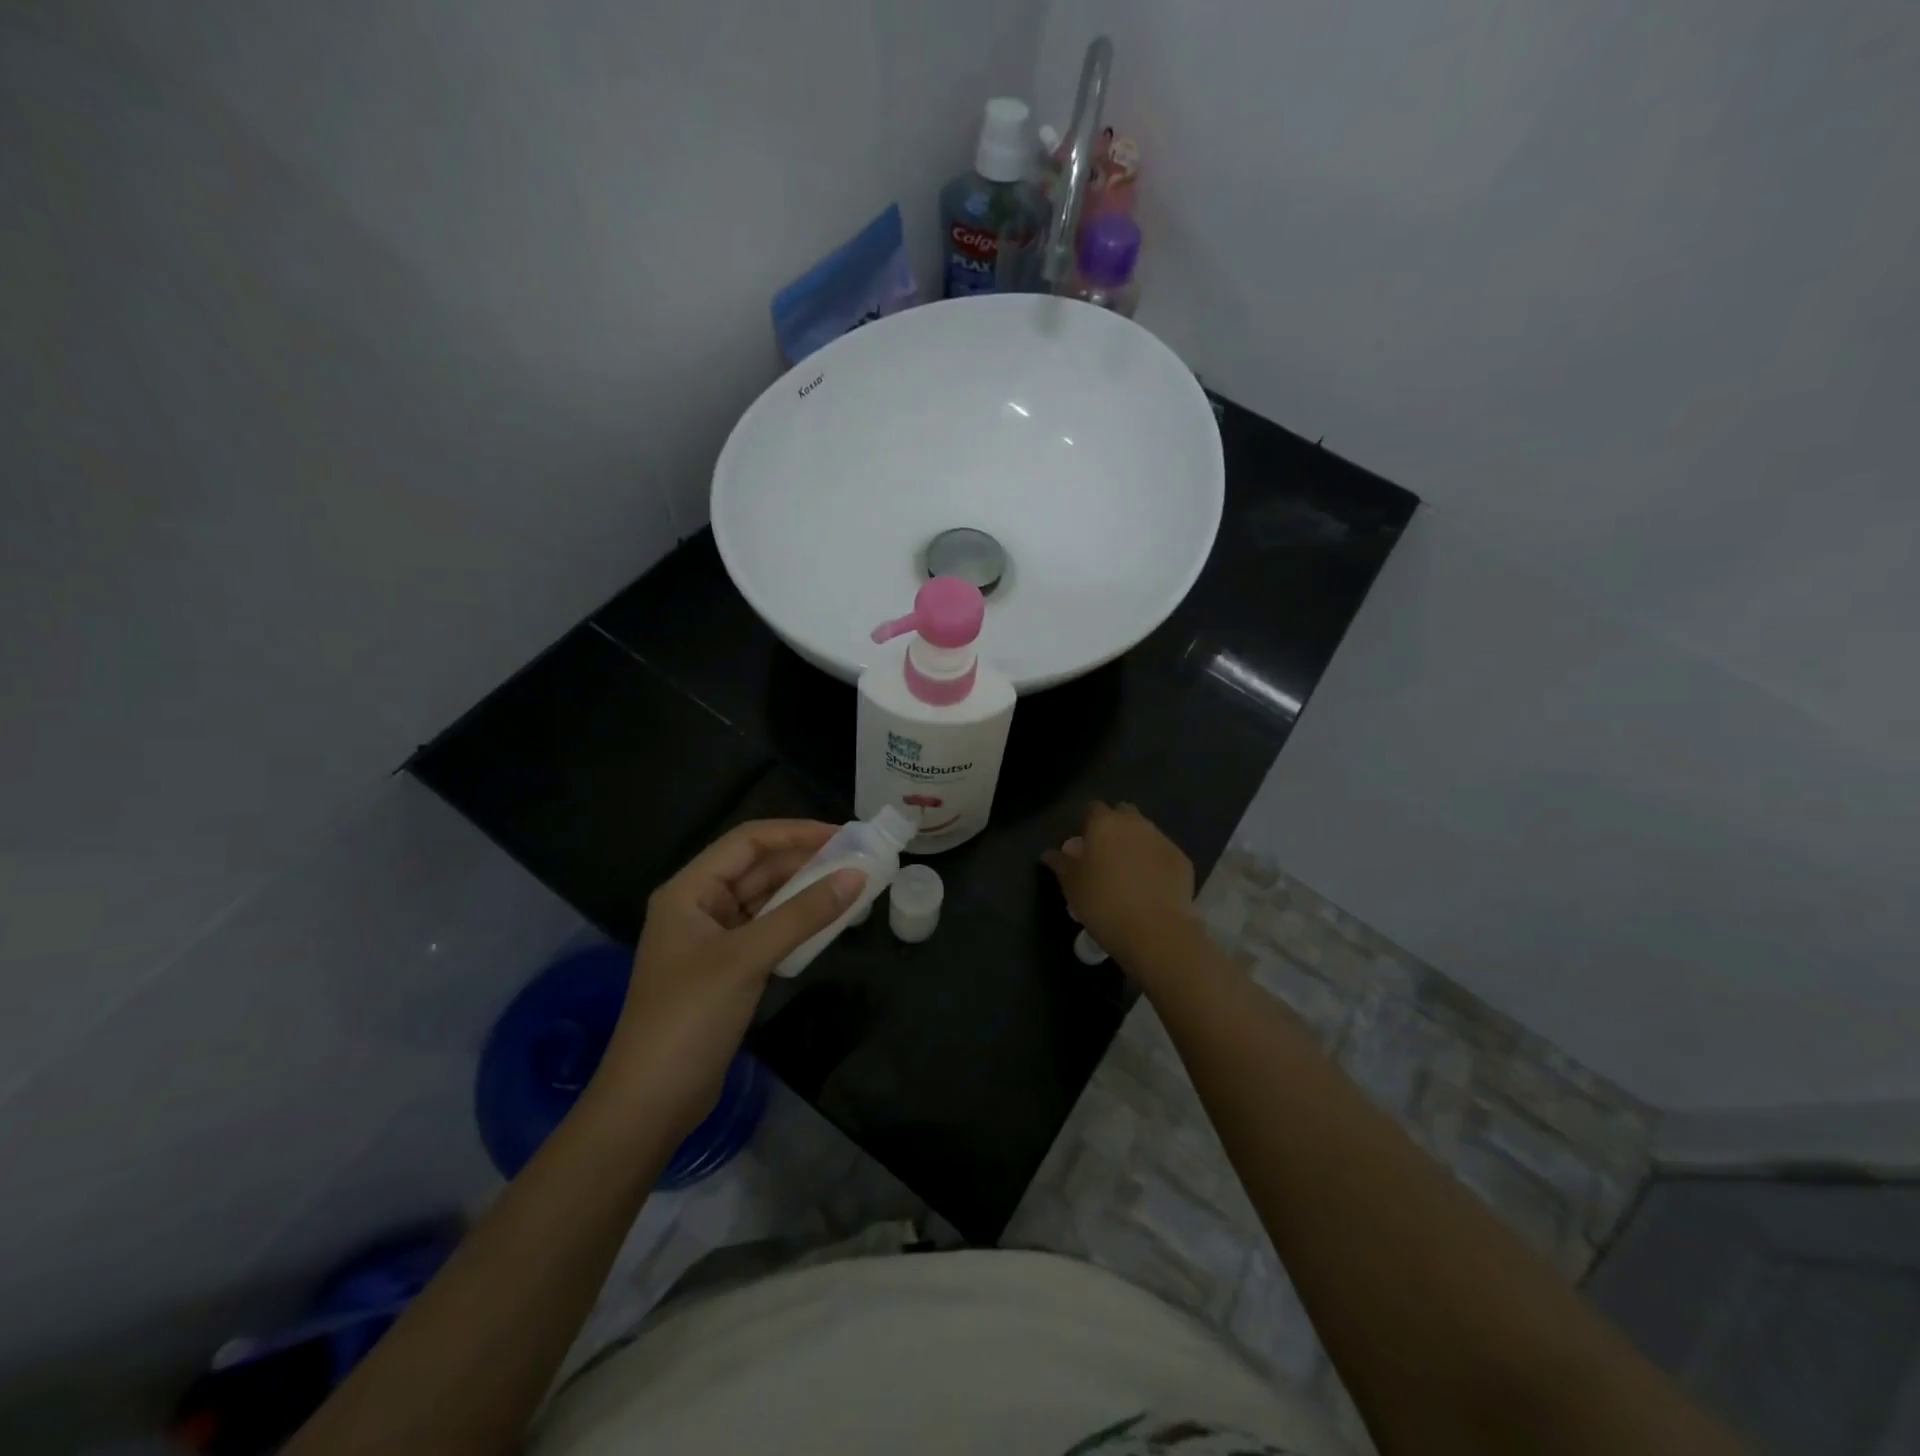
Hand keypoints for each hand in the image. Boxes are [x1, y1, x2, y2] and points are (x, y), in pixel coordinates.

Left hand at [595, 820, 865, 1138]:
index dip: (796, 832)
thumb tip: (856, 877)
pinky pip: (766, 930)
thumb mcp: (747, 958)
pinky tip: (827, 923)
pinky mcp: (726, 969)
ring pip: (765, 900)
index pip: (748, 842)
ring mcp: (712, 939)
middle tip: (856, 860)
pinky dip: (796, 923)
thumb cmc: (689, 1017)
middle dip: (805, 861)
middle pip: (757, 868)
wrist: (651, 1103)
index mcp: (689, 890)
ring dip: (804, 892)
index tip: (843, 835)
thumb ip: (803, 914)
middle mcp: (699, 906)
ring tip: (850, 886)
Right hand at [1043, 801, 1195, 965]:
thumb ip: (1061, 864)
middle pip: (1123, 813)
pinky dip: (1156, 863)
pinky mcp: (1182, 859)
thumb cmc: (1103, 903)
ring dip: (1137, 844)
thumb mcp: (1072, 886)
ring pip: (1146, 832)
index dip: (1088, 823)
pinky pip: (1163, 853)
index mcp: (1104, 824)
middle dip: (1116, 827)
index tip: (1084, 844)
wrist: (1155, 930)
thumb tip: (1050, 853)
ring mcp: (1162, 839)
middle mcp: (1135, 823)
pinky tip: (1151, 886)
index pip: (1093, 808)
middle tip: (1106, 855)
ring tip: (1130, 873)